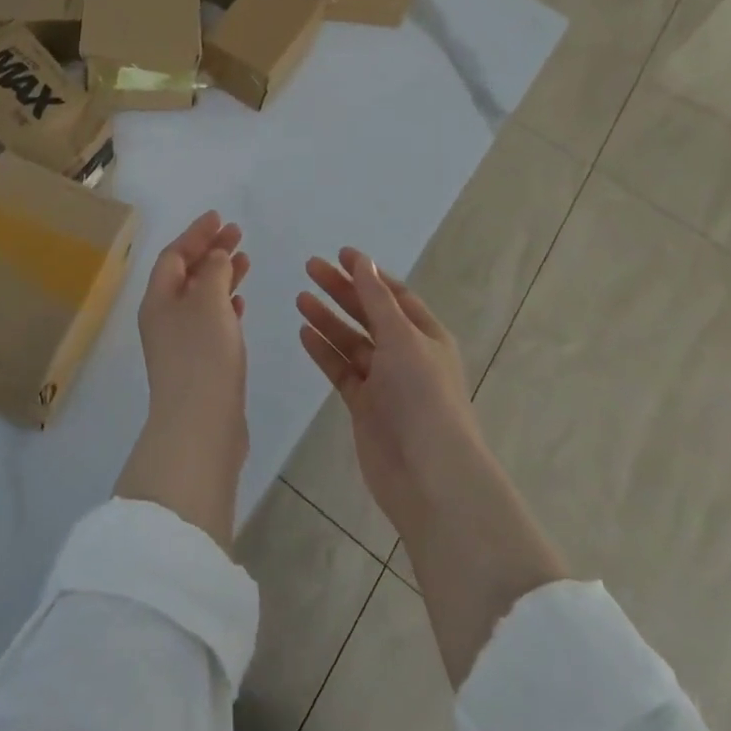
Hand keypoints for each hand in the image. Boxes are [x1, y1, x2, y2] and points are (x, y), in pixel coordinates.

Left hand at [115, 212, 250, 549]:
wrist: (200, 427)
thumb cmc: (202, 355)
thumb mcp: (208, 301)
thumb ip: (213, 271)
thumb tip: (215, 255)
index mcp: (158, 299)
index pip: (174, 255)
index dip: (196, 233)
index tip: (219, 217)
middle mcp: (164, 317)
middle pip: (186, 273)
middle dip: (210, 251)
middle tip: (237, 233)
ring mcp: (180, 343)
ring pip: (201, 297)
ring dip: (221, 276)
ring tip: (246, 260)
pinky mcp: (199, 364)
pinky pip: (211, 321)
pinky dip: (226, 305)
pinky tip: (242, 301)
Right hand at [298, 249, 566, 684]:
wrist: (429, 476)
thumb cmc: (423, 396)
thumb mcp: (403, 338)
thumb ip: (378, 300)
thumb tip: (363, 262)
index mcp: (425, 335)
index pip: (394, 294)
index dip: (368, 274)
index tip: (340, 254)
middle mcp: (406, 354)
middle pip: (369, 313)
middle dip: (342, 290)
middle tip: (309, 267)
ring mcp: (384, 382)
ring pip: (352, 341)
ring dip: (328, 318)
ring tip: (300, 297)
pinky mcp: (365, 406)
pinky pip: (341, 370)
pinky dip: (324, 351)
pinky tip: (304, 332)